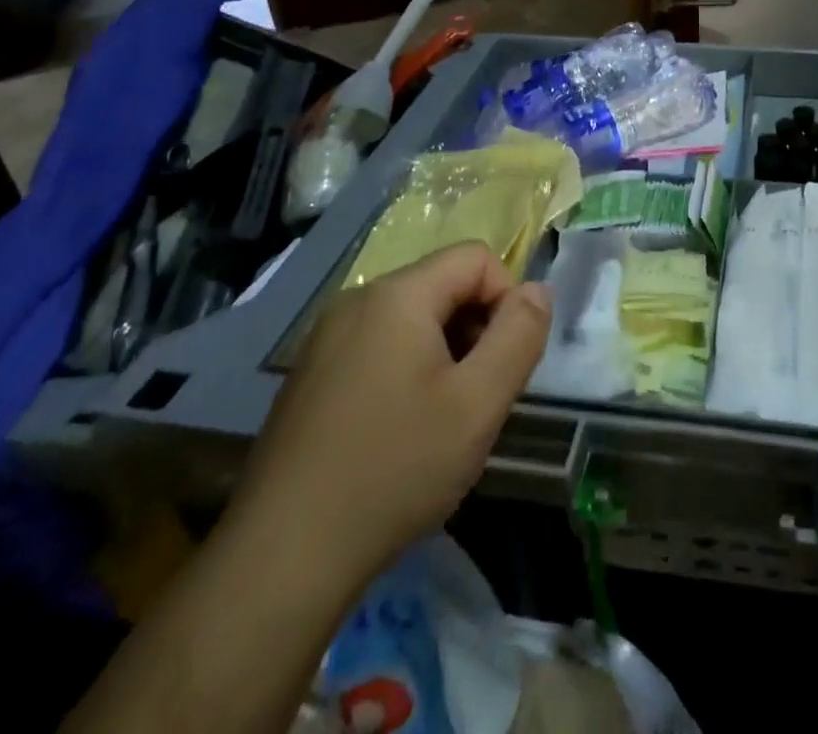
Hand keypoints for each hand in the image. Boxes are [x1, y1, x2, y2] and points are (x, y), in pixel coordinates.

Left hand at [227, 242, 550, 597]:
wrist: (281, 559)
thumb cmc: (394, 470)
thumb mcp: (479, 404)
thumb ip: (520, 335)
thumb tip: (537, 290)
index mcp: (397, 295)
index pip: (476, 258)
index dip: (507, 299)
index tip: (506, 362)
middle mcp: (357, 301)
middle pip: (443, 285)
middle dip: (476, 328)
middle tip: (479, 396)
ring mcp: (326, 339)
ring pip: (412, 319)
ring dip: (444, 352)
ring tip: (443, 419)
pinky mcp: (309, 376)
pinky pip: (379, 346)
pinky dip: (407, 370)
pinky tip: (401, 432)